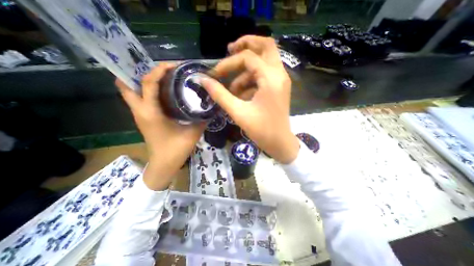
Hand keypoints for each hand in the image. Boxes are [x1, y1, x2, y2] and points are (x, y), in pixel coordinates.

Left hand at [117, 63, 204, 189]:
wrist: (164, 164)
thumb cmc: (176, 149)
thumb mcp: (193, 132)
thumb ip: (202, 118)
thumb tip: (210, 105)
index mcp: (151, 112)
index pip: (148, 83)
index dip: (158, 70)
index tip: (173, 65)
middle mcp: (141, 111)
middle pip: (127, 84)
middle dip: (140, 72)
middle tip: (159, 70)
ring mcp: (140, 115)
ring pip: (131, 91)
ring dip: (143, 81)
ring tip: (162, 77)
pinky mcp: (144, 119)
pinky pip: (140, 99)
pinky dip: (147, 91)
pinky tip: (163, 92)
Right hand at [201, 35, 296, 163]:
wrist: (280, 143)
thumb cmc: (261, 130)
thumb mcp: (238, 112)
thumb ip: (220, 95)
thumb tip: (203, 80)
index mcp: (271, 79)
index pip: (248, 58)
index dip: (228, 63)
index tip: (215, 74)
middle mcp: (279, 74)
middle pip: (265, 46)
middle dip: (246, 44)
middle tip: (229, 50)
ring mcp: (281, 80)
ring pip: (264, 60)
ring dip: (246, 70)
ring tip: (232, 89)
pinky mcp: (278, 87)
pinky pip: (264, 75)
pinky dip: (251, 80)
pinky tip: (241, 95)